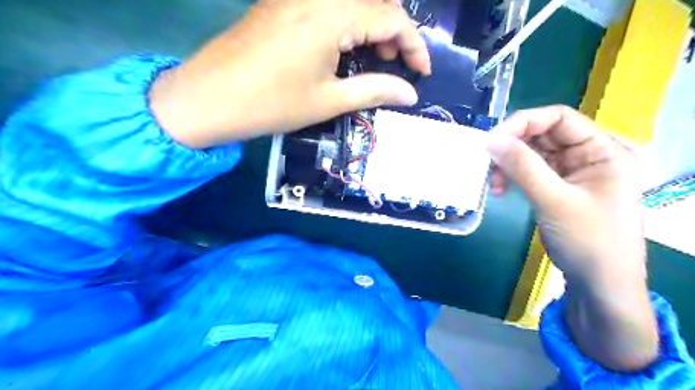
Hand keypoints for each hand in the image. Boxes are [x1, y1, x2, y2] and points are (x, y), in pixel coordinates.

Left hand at [150, 0, 428, 149]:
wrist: (209, 98)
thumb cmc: (272, 103)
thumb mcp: (329, 100)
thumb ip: (374, 91)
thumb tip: (410, 94)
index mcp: (331, 15)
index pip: (392, 18)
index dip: (414, 45)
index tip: (422, 73)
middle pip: (373, 2)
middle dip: (395, 33)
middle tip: (395, 65)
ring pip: (351, 2)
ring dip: (371, 26)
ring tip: (374, 57)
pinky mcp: (281, 3)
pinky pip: (327, 5)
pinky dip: (347, 23)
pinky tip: (344, 47)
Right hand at [488, 105, 657, 371]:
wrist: (599, 283)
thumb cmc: (589, 240)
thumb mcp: (554, 200)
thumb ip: (522, 167)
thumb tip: (490, 140)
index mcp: (603, 150)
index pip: (559, 118)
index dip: (524, 123)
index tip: (493, 141)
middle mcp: (588, 155)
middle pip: (542, 135)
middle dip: (512, 148)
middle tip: (489, 165)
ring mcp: (571, 171)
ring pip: (531, 154)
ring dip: (508, 165)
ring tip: (494, 185)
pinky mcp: (556, 187)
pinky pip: (529, 171)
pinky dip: (512, 177)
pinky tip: (501, 190)